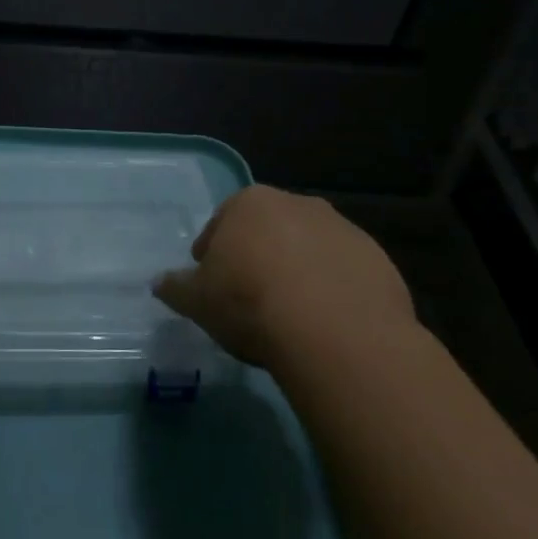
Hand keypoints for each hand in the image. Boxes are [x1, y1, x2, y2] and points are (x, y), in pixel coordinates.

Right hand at [153, 186, 414, 372]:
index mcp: (250, 203)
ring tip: (294, 316)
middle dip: (259, 257)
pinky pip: (346, 274)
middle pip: (269, 231)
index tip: (213, 285)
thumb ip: (176, 287)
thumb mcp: (198, 301)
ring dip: (300, 272)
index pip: (221, 223)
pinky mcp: (379, 261)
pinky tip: (328, 325)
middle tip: (252, 299)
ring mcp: (343, 230)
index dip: (213, 254)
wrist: (338, 335)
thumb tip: (158, 282)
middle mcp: (298, 204)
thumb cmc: (252, 304)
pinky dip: (335, 292)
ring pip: (310, 250)